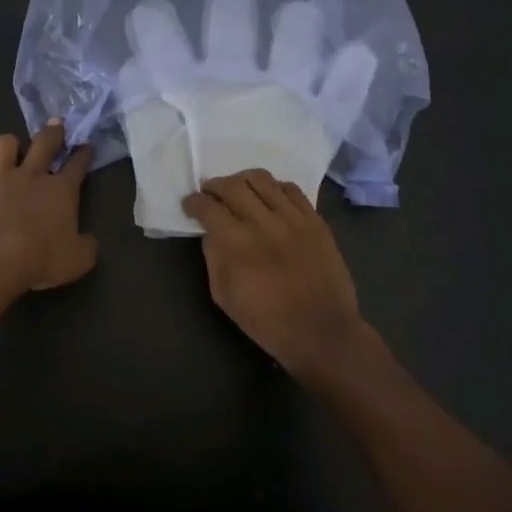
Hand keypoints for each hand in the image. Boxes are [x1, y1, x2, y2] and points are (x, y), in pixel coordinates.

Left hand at [0, 121, 97, 295]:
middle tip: (56, 123)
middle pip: (45, 142)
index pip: (77, 165)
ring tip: (14, 147)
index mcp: (61, 190)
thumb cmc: (38, 260)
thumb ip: (86, 247)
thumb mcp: (77, 261)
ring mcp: (0, 179)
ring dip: (13, 144)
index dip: (84, 154)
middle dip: (53, 131)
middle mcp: (32, 176)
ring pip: (7, 144)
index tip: (87, 145)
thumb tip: (88, 241)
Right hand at [182, 170, 378, 385]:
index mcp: (237, 244)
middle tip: (210, 194)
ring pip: (262, 179)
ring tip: (239, 191)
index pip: (208, 207)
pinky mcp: (315, 220)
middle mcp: (264, 222)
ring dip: (243, 181)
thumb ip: (213, 257)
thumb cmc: (267, 321)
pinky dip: (275, 188)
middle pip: (233, 185)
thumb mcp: (224, 296)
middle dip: (215, 186)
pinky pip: (291, 189)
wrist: (322, 332)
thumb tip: (210, 232)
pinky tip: (269, 199)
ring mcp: (293, 218)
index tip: (190, 204)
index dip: (193, 202)